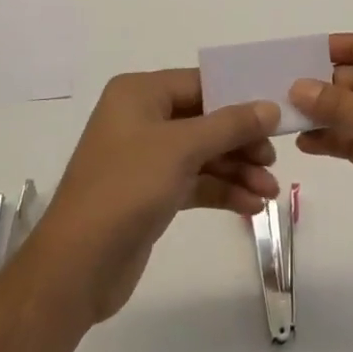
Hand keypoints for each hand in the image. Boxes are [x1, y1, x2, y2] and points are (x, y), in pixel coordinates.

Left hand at [24, 70, 280, 326]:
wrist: (76, 267)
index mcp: (140, 93)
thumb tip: (270, 107)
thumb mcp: (182, 148)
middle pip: (205, 120)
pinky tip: (251, 206)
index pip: (200, 84)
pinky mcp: (151, 194)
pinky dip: (222, 190)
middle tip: (273, 161)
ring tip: (270, 193)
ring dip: (237, 170)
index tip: (276, 115)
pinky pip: (195, 182)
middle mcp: (141, 119)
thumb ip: (230, 125)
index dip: (239, 98)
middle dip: (241, 141)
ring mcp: (145, 158)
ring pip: (203, 154)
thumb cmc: (126, 188)